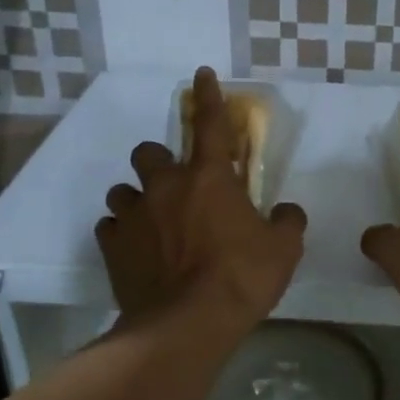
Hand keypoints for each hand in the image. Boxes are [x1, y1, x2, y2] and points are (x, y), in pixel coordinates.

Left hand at [95, 67, 306, 329]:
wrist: (187, 324)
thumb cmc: (241, 278)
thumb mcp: (283, 249)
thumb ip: (287, 221)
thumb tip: (286, 211)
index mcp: (210, 178)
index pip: (211, 124)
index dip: (208, 97)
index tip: (201, 74)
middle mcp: (165, 187)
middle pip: (149, 152)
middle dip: (160, 162)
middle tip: (177, 187)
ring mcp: (134, 215)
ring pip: (123, 190)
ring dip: (138, 199)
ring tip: (153, 223)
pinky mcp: (112, 246)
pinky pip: (111, 228)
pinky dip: (123, 233)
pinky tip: (137, 250)